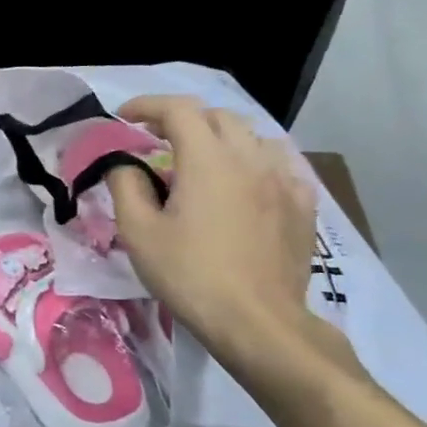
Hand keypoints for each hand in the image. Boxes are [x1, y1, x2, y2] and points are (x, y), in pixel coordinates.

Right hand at [107, 95, 328, 359]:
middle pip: (217, 116)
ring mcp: (283, 179)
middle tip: (156, 140)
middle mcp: (250, 158)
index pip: (178, 109)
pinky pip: (279, 163)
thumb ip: (125, 185)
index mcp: (208, 160)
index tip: (124, 118)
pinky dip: (252, 160)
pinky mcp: (302, 204)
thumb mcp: (138, 232)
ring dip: (220, 137)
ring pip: (252, 136)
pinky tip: (243, 182)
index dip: (147, 106)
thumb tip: (124, 163)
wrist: (256, 321)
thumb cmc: (189, 274)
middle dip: (182, 119)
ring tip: (200, 159)